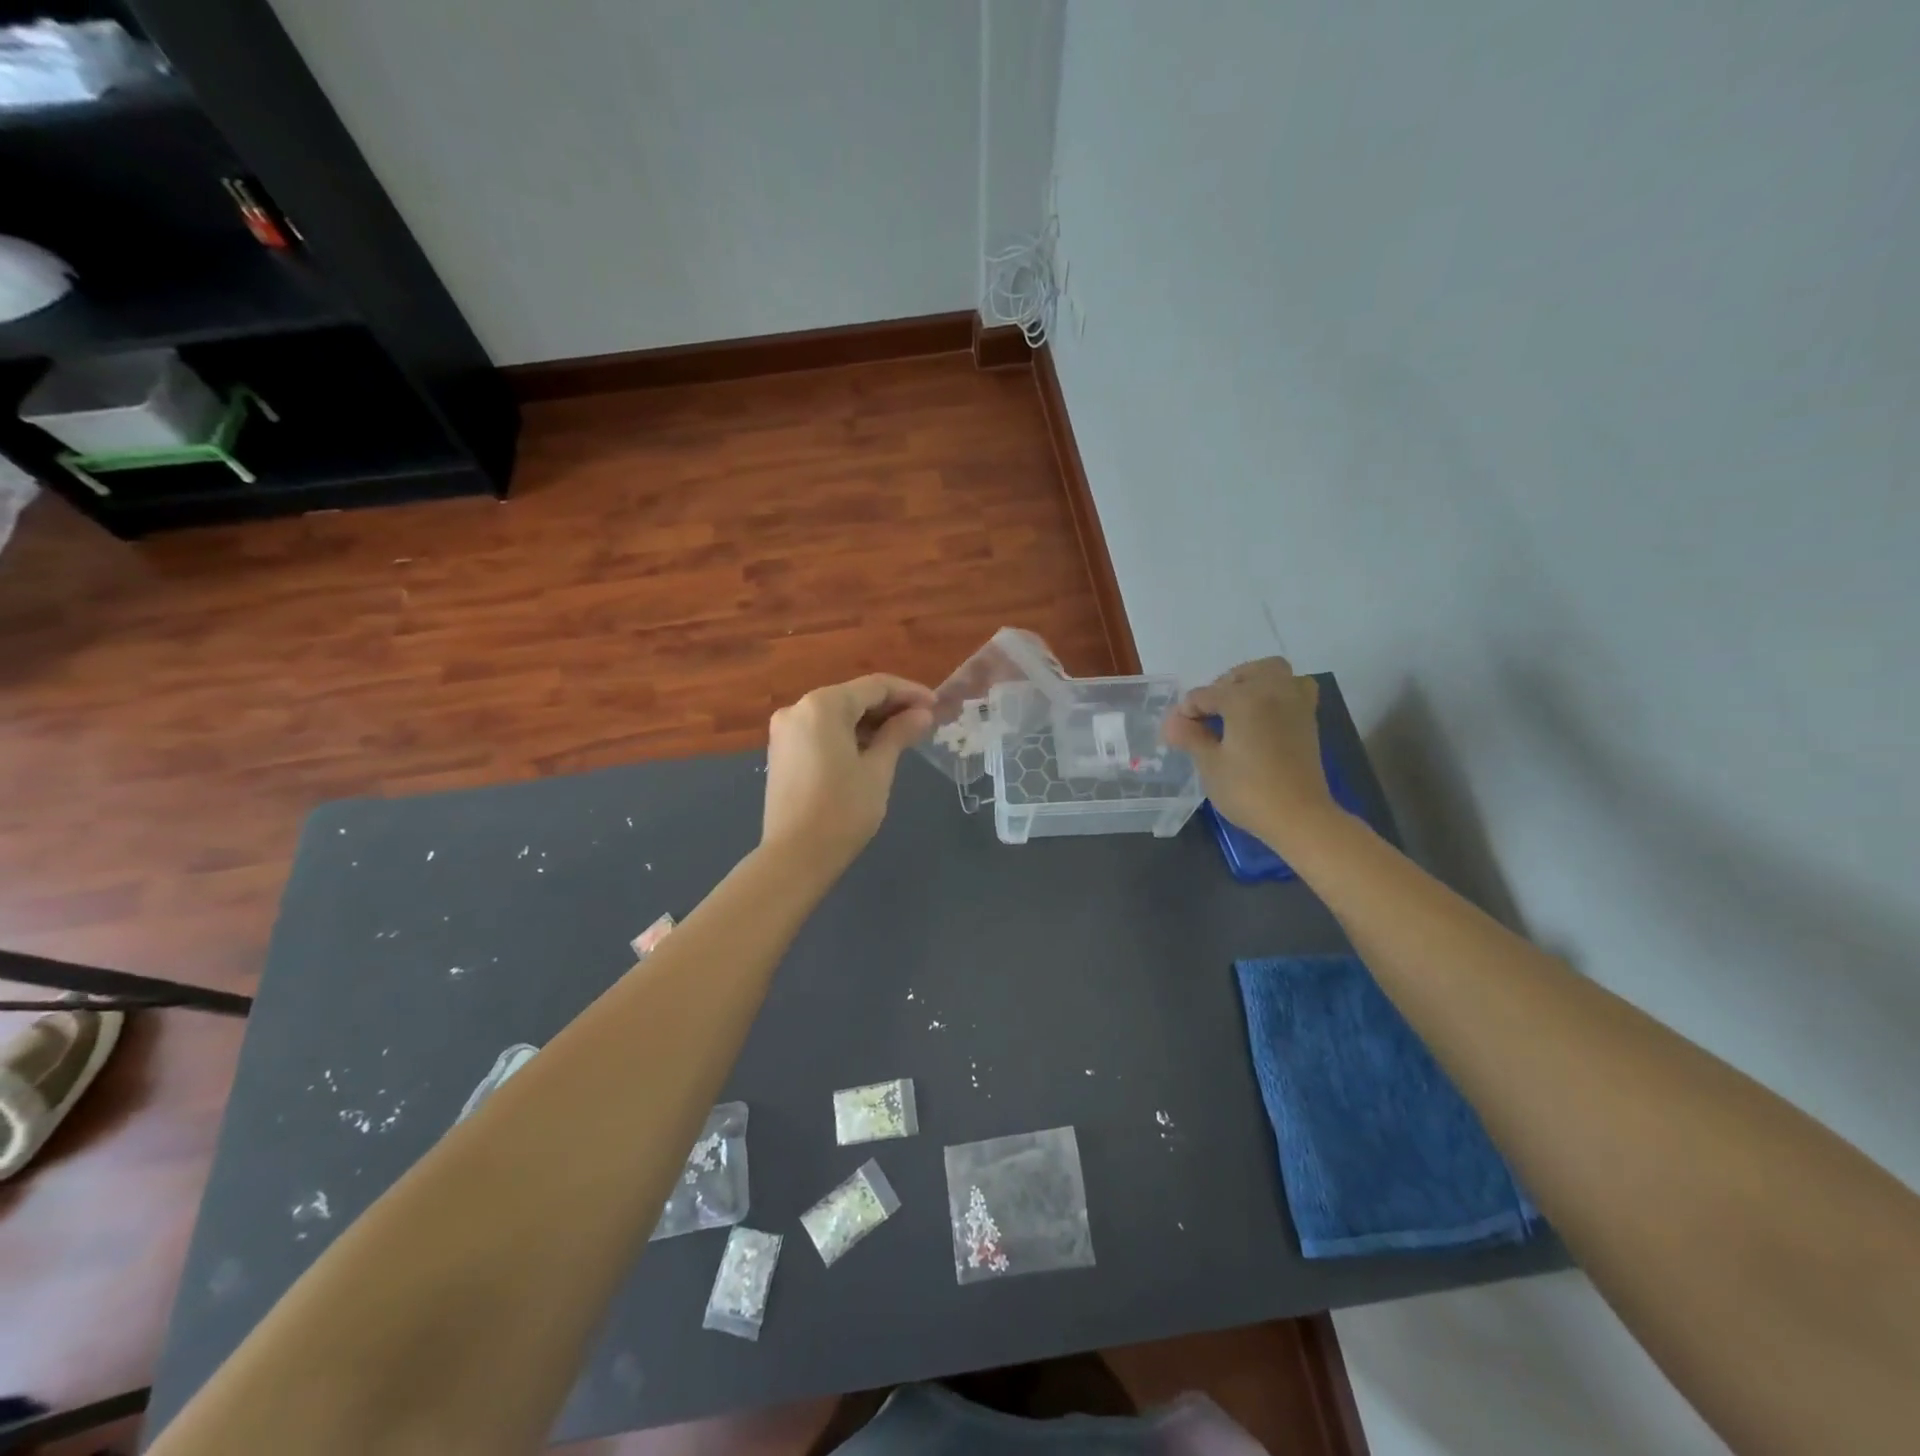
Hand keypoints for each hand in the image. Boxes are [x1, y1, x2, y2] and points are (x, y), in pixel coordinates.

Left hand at [762, 674, 934, 869]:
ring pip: (836, 714)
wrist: (795, 856)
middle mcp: (798, 708)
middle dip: (890, 707)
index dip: (909, 693)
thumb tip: (922, 714)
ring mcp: (786, 730)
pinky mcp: (782, 751)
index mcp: (823, 705)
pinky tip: (872, 748)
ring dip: (870, 721)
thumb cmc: (843, 810)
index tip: (937, 705)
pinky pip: (821, 730)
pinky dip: (848, 734)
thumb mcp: (878, 769)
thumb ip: (899, 734)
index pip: (875, 686)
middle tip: (924, 722)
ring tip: (903, 736)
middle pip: (853, 697)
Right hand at [1164, 658, 1336, 854]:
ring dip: (1252, 682)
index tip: (1176, 733)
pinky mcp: (1308, 719)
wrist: (1300, 817)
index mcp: (1244, 698)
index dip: (1185, 712)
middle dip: (1220, 688)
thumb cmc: (1249, 791)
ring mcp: (1295, 703)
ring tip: (1235, 708)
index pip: (1204, 695)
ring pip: (1273, 673)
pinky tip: (1262, 717)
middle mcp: (1273, 690)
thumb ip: (1190, 736)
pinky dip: (1276, 693)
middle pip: (1242, 674)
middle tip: (1206, 716)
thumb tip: (1172, 722)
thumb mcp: (1210, 765)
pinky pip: (1293, 689)